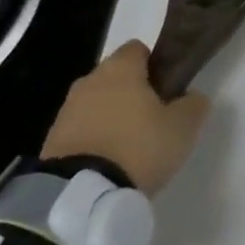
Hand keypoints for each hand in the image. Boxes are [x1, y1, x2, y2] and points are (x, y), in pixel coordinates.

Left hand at [40, 40, 210, 195]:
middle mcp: (89, 81)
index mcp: (120, 68)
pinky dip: (94, 140)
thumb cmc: (138, 147)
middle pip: (116, 77)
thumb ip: (194, 104)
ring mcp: (66, 111)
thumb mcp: (183, 126)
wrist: (80, 196)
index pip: (138, 49)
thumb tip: (191, 97)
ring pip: (96, 104)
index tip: (168, 88)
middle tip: (153, 120)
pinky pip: (81, 131)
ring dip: (111, 118)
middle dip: (132, 92)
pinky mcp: (51, 142)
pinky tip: (109, 163)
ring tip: (130, 148)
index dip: (155, 64)